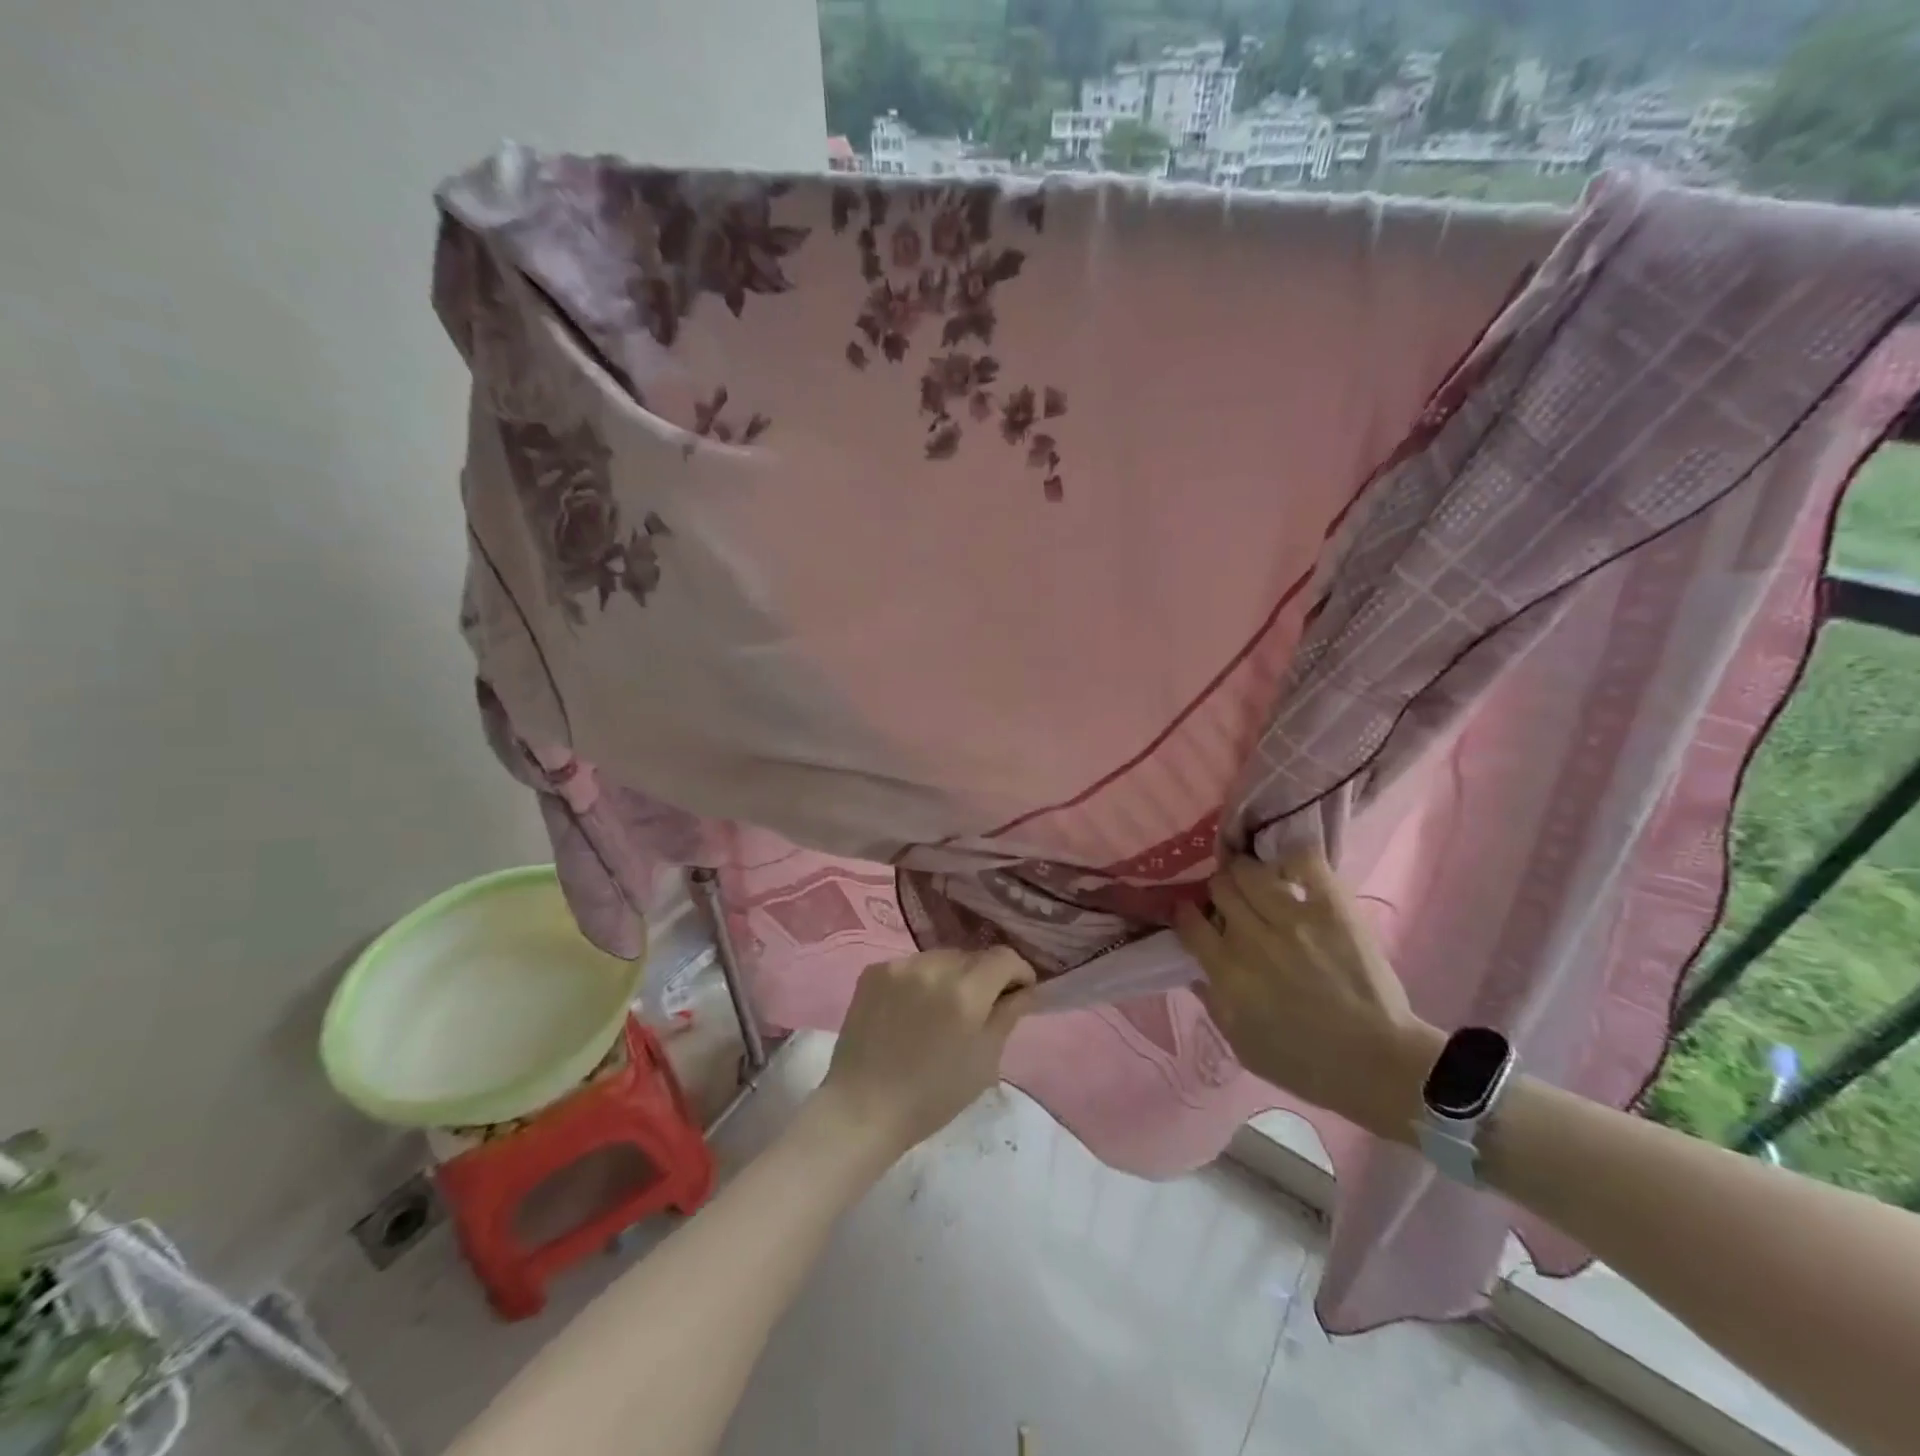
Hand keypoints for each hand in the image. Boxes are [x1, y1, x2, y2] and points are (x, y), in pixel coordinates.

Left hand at [811, 947, 1036, 1161]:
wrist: (862, 1107)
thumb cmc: (932, 1095)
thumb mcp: (984, 1061)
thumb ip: (1008, 1016)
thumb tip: (1025, 989)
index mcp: (966, 991)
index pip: (1004, 957)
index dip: (1018, 973)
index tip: (1018, 994)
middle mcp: (933, 967)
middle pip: (972, 956)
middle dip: (983, 977)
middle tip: (978, 1009)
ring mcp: (899, 965)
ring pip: (940, 958)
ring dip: (950, 976)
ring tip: (940, 1010)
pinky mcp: (873, 970)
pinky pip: (910, 965)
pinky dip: (919, 981)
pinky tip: (911, 1010)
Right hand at [1175, 852, 1441, 1142]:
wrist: (1379, 1066)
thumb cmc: (1305, 1064)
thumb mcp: (1241, 1044)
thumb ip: (1212, 1001)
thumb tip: (1194, 967)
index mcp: (1227, 973)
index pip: (1189, 921)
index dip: (1186, 913)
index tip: (1193, 915)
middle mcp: (1252, 939)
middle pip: (1220, 887)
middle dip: (1220, 891)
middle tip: (1231, 900)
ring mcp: (1293, 919)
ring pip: (1250, 870)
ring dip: (1248, 873)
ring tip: (1258, 880)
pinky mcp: (1332, 909)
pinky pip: (1304, 862)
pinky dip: (1292, 858)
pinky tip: (1289, 868)